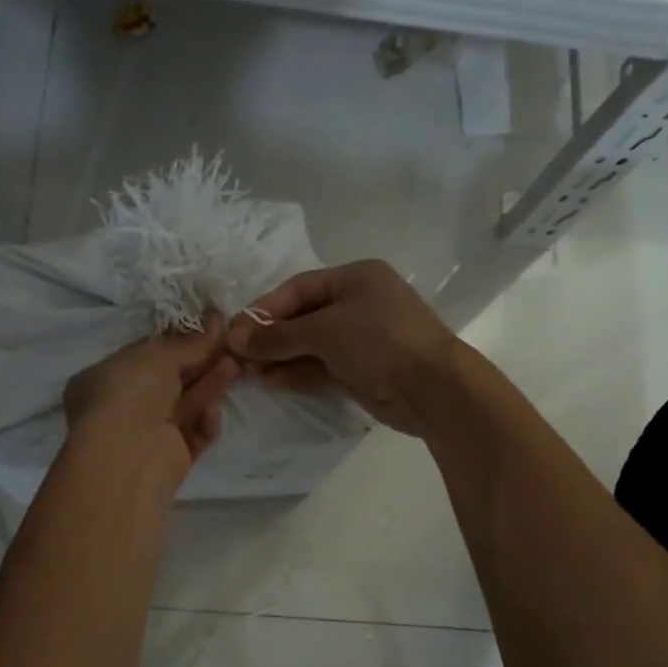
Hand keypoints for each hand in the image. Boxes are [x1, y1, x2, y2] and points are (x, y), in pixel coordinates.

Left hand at [63, 316, 239, 482]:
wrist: (127, 458)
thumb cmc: (130, 394)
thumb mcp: (158, 355)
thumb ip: (189, 341)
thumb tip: (215, 319)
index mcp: (104, 377)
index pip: (146, 354)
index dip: (179, 340)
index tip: (210, 327)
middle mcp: (122, 406)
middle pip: (170, 380)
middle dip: (200, 362)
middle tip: (231, 345)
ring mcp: (145, 435)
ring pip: (184, 406)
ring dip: (208, 386)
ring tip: (235, 366)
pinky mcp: (168, 460)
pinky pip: (192, 435)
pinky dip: (204, 422)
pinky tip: (214, 411)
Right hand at [226, 260, 457, 436]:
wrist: (432, 388)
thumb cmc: (379, 340)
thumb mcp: (324, 330)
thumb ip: (278, 336)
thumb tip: (235, 339)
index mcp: (356, 278)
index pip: (299, 288)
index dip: (265, 309)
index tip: (236, 331)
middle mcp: (359, 304)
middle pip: (303, 317)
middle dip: (271, 336)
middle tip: (237, 355)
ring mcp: (362, 339)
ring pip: (311, 345)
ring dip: (280, 357)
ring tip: (248, 372)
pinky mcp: (363, 371)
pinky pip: (322, 367)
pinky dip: (298, 373)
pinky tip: (271, 381)